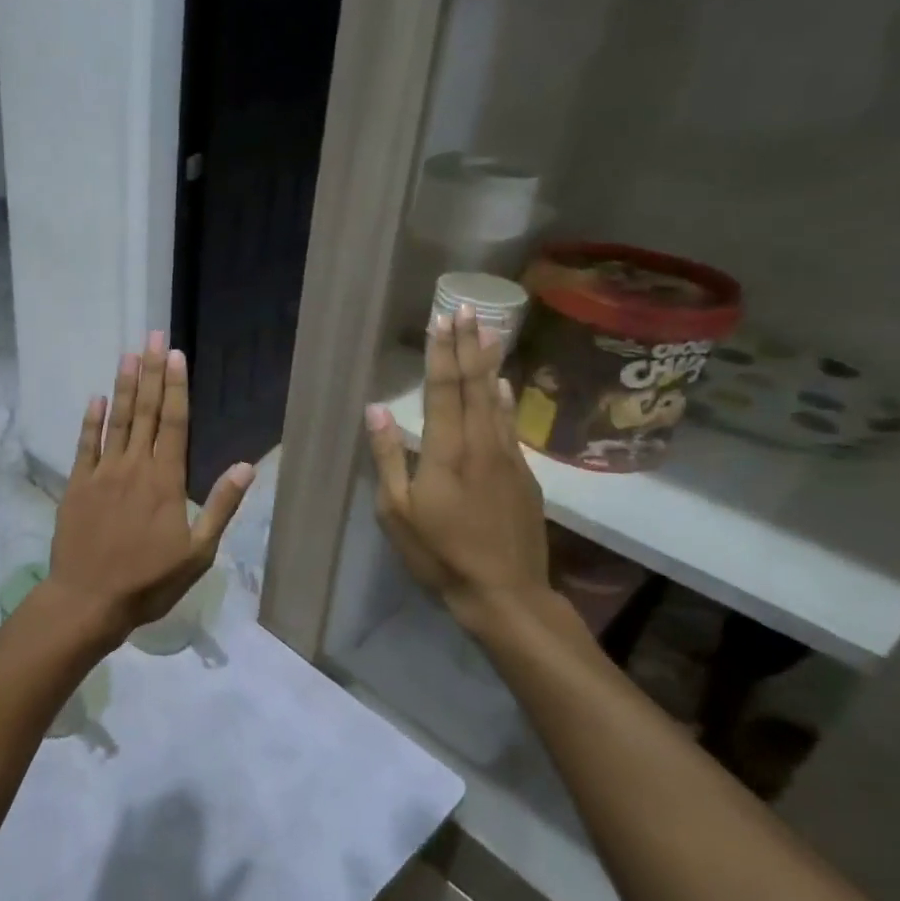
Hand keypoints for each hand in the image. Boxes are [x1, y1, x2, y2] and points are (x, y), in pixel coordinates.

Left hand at [46, 332, 255, 643]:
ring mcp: (103, 473)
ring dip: (124, 386)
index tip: (176, 355)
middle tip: (153, 336)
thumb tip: (247, 467)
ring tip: (128, 354)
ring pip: (116, 420)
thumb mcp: (198, 552)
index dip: (176, 387)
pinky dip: (91, 420)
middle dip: (151, 372)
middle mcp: (134, 467)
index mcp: (166, 480)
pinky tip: (96, 397)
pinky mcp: (78, 485)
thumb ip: (220, 506)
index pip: (174, 422)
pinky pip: (85, 445)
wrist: (89, 600)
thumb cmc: (149, 580)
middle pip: (145, 412)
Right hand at [365, 309, 552, 639]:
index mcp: (446, 451)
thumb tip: (376, 409)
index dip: (441, 353)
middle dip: (468, 344)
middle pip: (474, 385)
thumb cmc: (439, 554)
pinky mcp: (523, 475)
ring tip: (488, 331)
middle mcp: (480, 444)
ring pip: (497, 400)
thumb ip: (387, 457)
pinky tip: (504, 384)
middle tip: (467, 308)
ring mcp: (506, 457)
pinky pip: (510, 424)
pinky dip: (506, 399)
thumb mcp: (397, 511)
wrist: (504, 592)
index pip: (443, 390)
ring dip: (489, 363)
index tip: (442, 320)